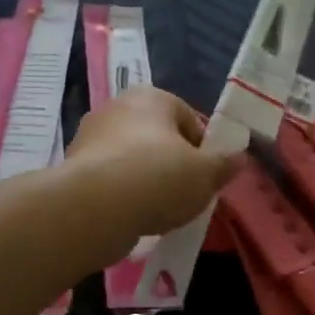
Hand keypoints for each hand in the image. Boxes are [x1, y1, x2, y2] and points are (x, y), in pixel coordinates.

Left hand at [64, 86, 238, 244]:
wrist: (93, 208)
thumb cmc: (158, 178)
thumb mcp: (206, 174)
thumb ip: (225, 164)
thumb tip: (239, 156)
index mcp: (151, 97)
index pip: (188, 118)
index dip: (203, 149)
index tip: (208, 177)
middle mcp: (117, 107)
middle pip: (158, 138)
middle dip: (173, 165)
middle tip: (187, 195)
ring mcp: (91, 137)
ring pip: (132, 160)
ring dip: (147, 182)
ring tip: (160, 211)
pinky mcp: (75, 168)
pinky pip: (111, 180)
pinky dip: (124, 196)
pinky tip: (133, 217)